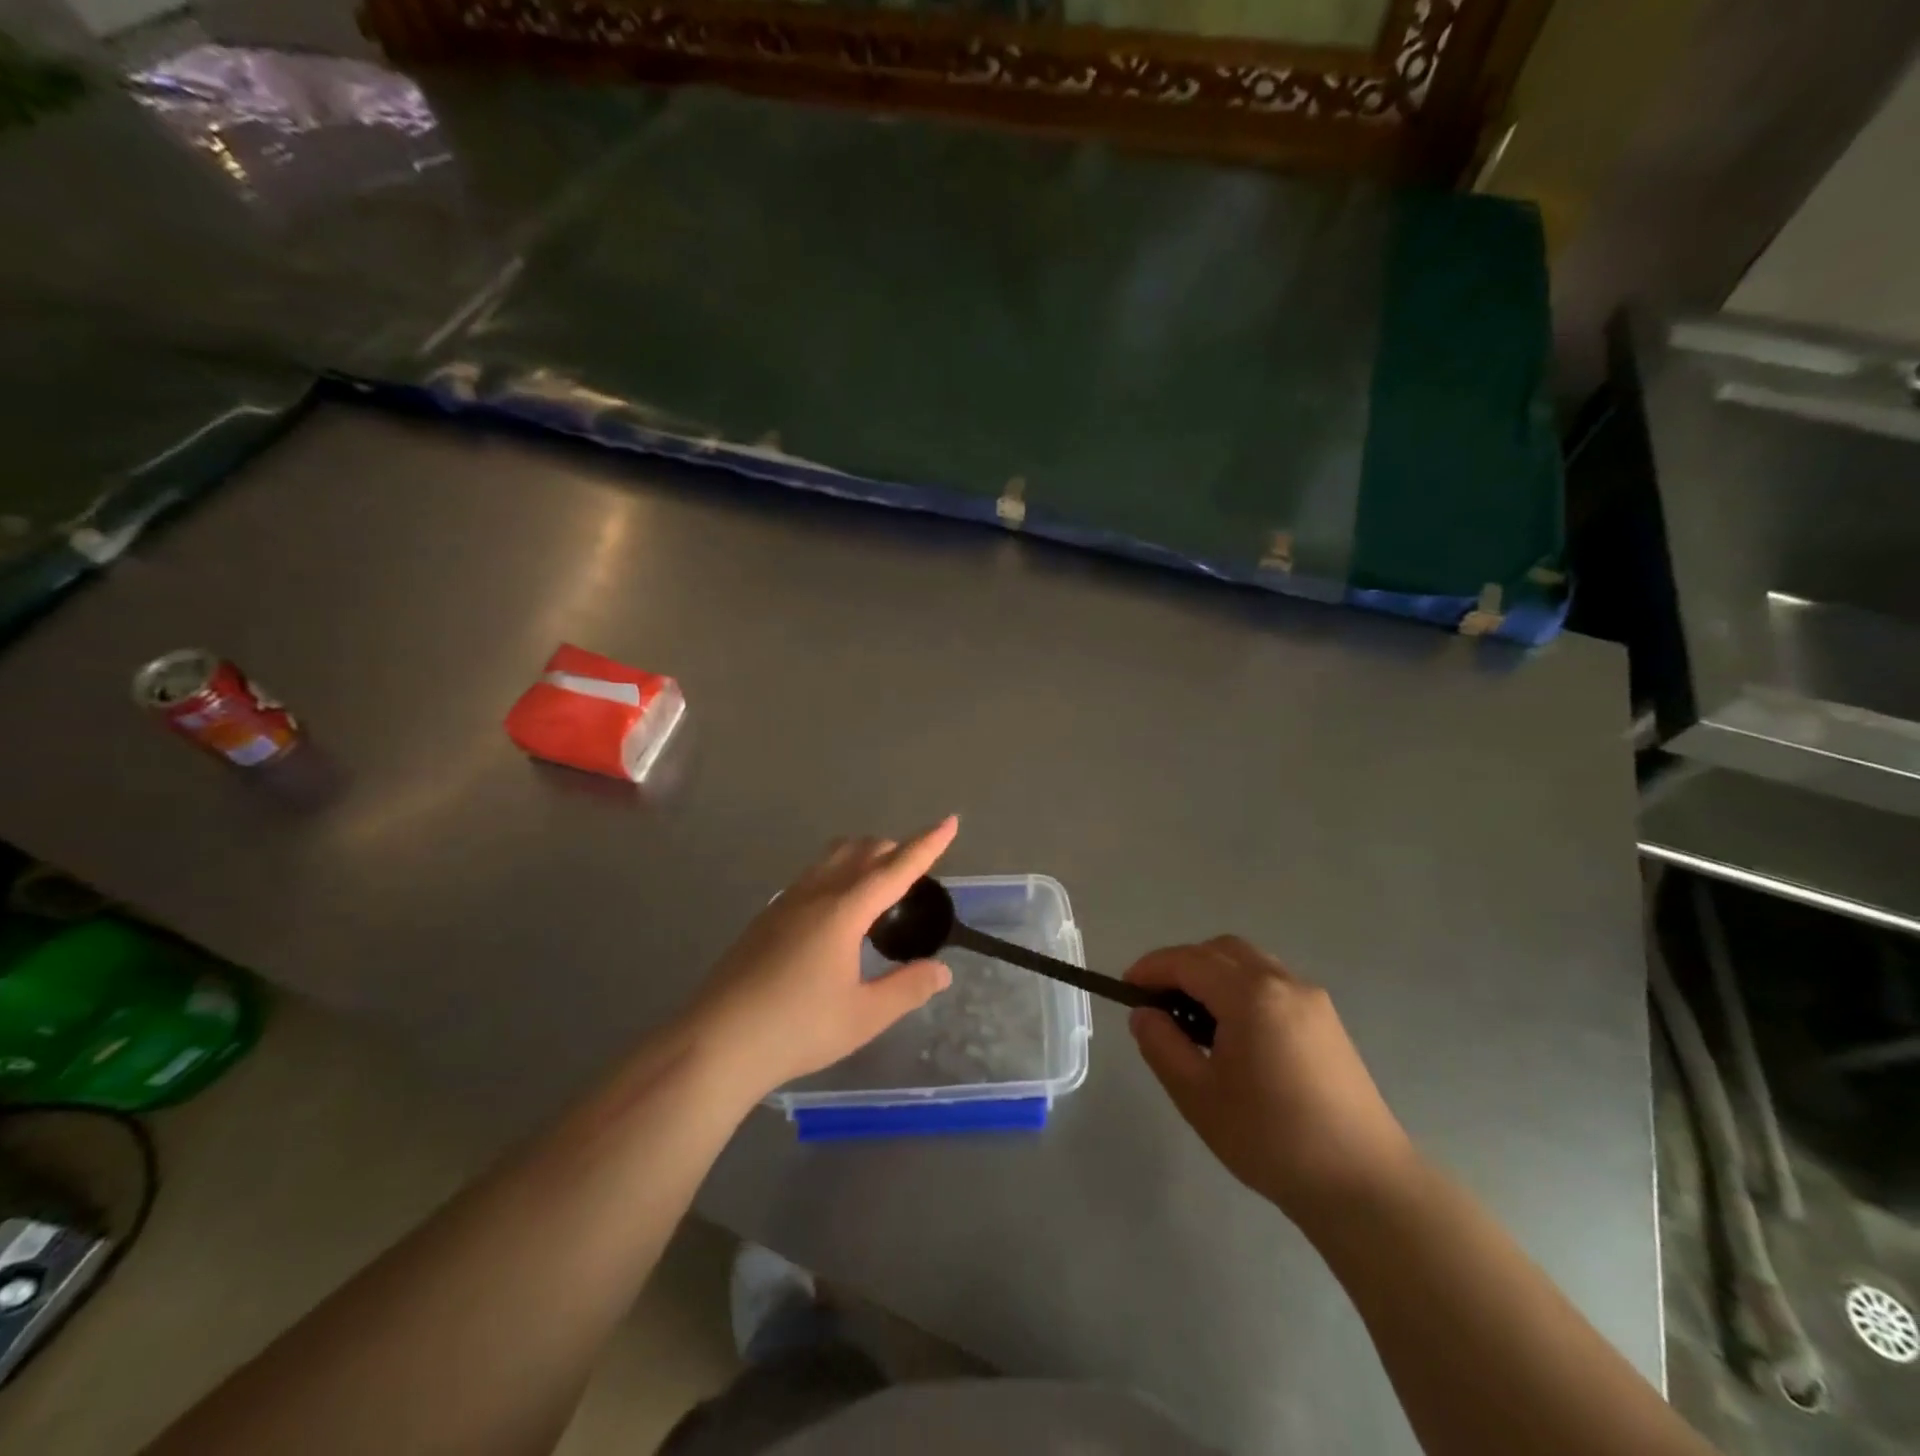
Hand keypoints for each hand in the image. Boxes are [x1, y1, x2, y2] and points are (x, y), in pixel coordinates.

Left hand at [685, 817, 958, 1101]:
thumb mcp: (864, 1016)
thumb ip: (907, 988)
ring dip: (863, 856)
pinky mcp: (767, 916)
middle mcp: (815, 894)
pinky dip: (838, 873)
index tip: (950, 821)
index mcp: (843, 911)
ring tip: (880, 883)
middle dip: (894, 849)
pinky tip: (837, 911)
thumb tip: (941, 970)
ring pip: (832, 857)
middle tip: (917, 870)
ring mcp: (785, 902)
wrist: (717, 1043)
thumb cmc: (797, 1029)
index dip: (926, 845)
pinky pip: (813, 875)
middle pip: (861, 850)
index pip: (896, 868)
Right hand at [1126, 937, 1418, 1226]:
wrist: (1364, 1185)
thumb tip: (1144, 1013)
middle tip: (1157, 1002)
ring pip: (1248, 962)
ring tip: (1193, 1018)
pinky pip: (1271, 982)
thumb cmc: (1271, 1139)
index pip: (1187, 961)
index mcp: (1250, 995)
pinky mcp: (1326, 1020)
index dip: (1151, 968)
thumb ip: (1162, 1045)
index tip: (1125, 988)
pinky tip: (1233, 1032)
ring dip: (1212, 974)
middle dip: (1181, 965)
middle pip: (1220, 950)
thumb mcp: (1198, 1096)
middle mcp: (1283, 982)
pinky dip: (1240, 988)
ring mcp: (1311, 998)